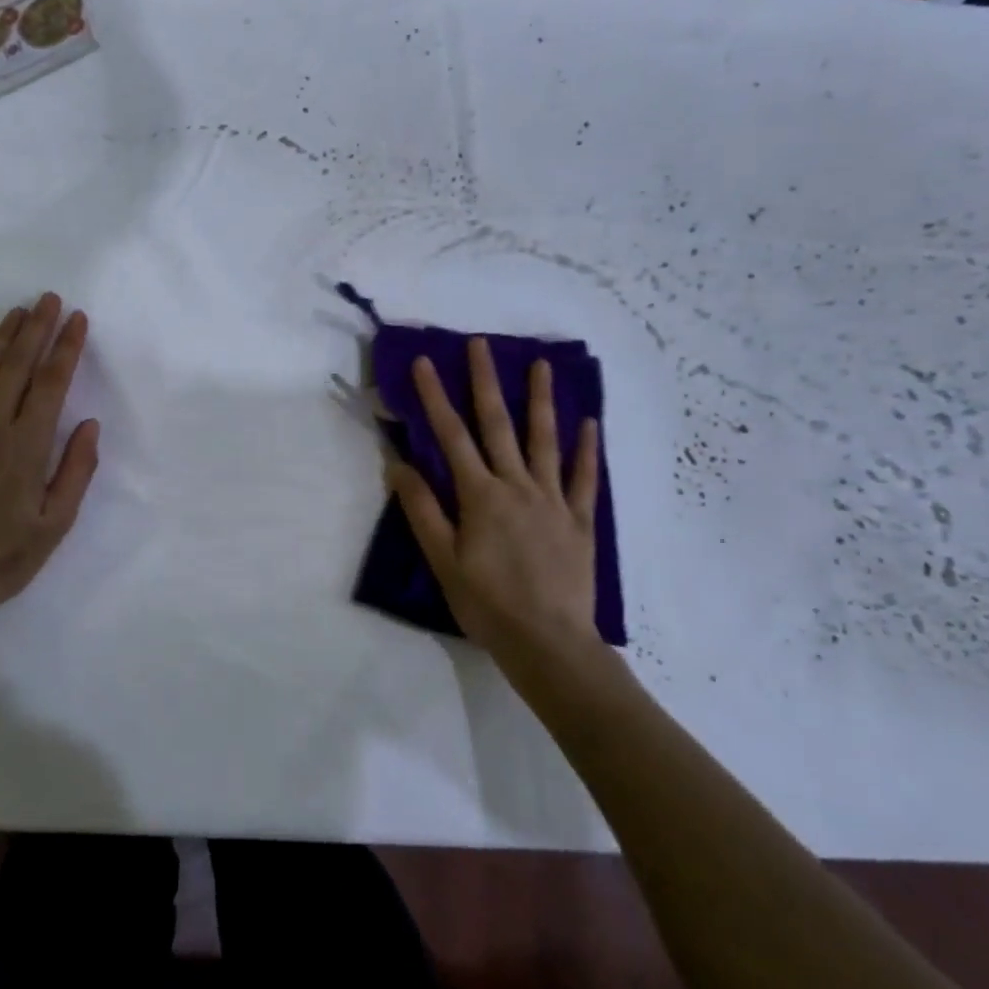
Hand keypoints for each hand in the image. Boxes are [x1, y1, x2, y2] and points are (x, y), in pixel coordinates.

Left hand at [0, 294, 99, 617]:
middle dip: (36, 328)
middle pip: (17, 365)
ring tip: (17, 312)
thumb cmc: (3, 557)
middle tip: (48, 298)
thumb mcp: (55, 524)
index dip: (66, 347)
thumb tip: (89, 423)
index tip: (77, 319)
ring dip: (2, 337)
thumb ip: (76, 470)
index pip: (51, 382)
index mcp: (27, 445)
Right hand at [386, 338, 602, 663]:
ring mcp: (553, 500)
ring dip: (541, 400)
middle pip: (498, 424)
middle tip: (481, 344)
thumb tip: (398, 463)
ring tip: (542, 364)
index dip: (435, 396)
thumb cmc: (487, 603)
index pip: (451, 435)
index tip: (425, 362)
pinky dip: (587, 449)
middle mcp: (517, 486)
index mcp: (480, 495)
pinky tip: (590, 423)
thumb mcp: (443, 560)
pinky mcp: (580, 520)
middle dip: (485, 381)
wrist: (549, 643)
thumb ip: (423, 509)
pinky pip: (584, 478)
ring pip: (545, 440)